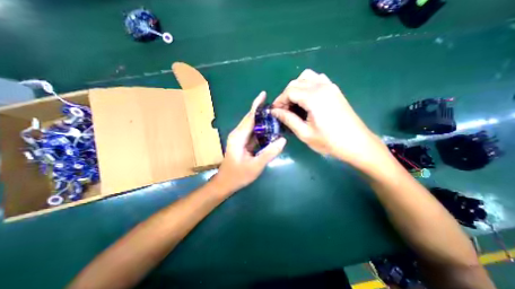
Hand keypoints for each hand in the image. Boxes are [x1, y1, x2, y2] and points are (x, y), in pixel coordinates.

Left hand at [212, 92, 285, 192]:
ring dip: (262, 119)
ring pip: (252, 125)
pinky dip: (261, 129)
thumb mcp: (255, 166)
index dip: (257, 105)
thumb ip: (269, 153)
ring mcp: (240, 138)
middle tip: (276, 106)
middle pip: (250, 118)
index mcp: (239, 137)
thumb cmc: (238, 175)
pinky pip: (253, 132)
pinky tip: (270, 129)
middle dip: (261, 110)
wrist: (226, 182)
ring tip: (276, 115)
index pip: (249, 117)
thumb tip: (282, 140)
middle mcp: (238, 134)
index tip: (264, 94)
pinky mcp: (242, 142)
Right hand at [271, 68, 388, 169]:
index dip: (279, 101)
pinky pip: (317, 79)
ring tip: (294, 103)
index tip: (274, 111)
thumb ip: (288, 119)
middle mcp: (321, 87)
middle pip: (296, 82)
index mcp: (313, 97)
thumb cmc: (329, 141)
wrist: (356, 143)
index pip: (289, 91)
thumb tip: (274, 112)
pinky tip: (307, 98)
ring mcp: (330, 86)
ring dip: (296, 88)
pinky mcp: (335, 90)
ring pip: (306, 77)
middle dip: (286, 95)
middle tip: (283, 110)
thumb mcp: (304, 133)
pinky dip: (308, 84)